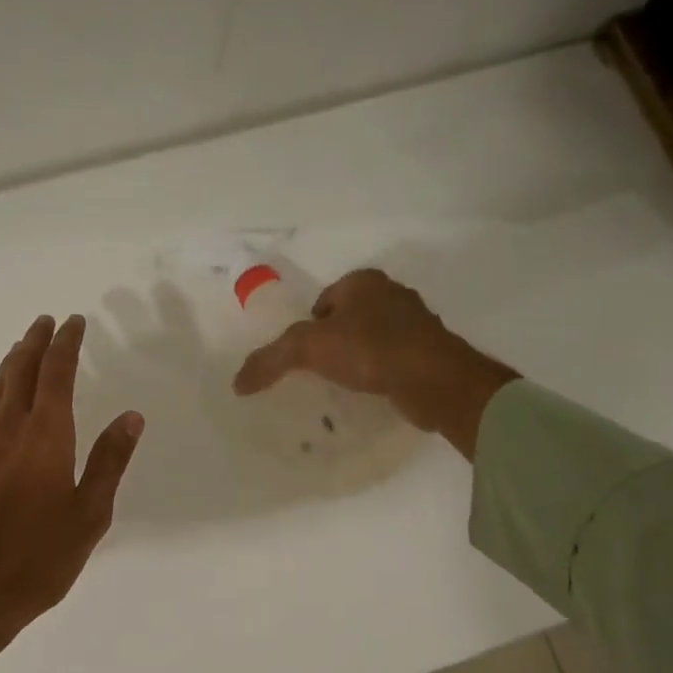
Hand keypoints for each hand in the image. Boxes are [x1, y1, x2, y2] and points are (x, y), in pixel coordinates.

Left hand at [0, 315, 144, 664]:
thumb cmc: (37, 560)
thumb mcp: (89, 516)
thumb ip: (109, 462)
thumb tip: (131, 416)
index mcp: (45, 438)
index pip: (56, 374)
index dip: (65, 344)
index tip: (74, 322)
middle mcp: (7, 431)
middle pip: (20, 373)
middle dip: (35, 343)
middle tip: (47, 322)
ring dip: (11, 364)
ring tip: (22, 349)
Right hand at [232, 269, 518, 455]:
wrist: (434, 379)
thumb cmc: (369, 349)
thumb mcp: (308, 349)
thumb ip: (270, 360)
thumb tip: (238, 382)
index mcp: (364, 282)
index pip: (324, 300)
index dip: (309, 326)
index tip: (304, 355)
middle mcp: (392, 295)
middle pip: (348, 318)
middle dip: (334, 341)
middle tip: (320, 371)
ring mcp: (416, 323)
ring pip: (373, 338)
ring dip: (359, 357)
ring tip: (345, 384)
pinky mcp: (430, 352)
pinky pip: (393, 359)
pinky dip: (380, 372)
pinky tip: (373, 391)